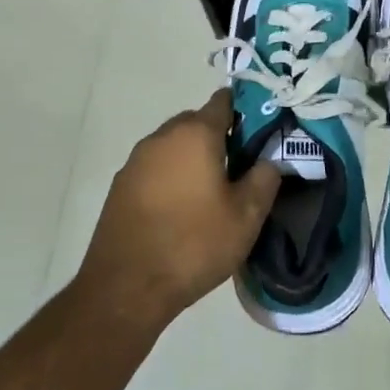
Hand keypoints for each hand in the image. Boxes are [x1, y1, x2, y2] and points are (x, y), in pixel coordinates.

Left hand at [78, 89, 280, 327]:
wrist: (126, 288)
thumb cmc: (194, 244)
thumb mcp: (247, 216)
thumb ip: (264, 178)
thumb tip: (268, 160)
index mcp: (195, 134)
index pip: (223, 102)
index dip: (245, 111)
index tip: (261, 132)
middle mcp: (161, 137)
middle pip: (196, 122)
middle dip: (219, 137)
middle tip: (240, 167)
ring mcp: (136, 161)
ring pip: (174, 146)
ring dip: (193, 158)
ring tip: (211, 192)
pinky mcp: (120, 186)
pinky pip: (155, 168)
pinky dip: (171, 177)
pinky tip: (182, 208)